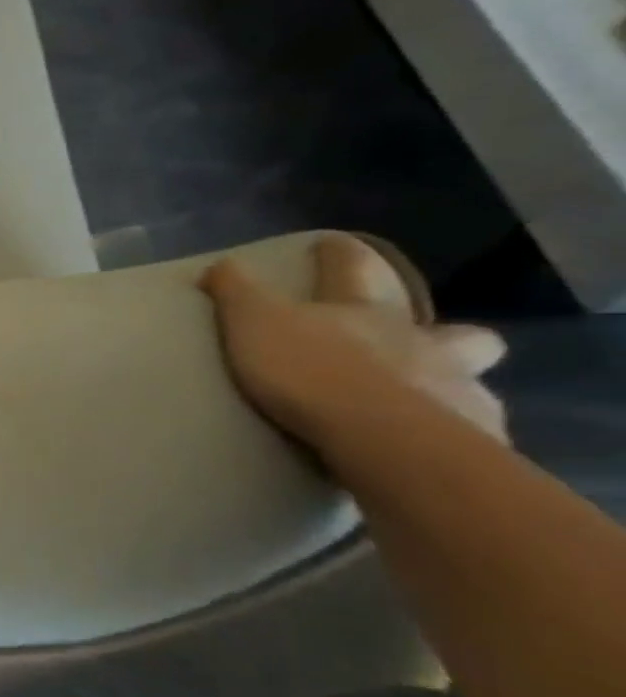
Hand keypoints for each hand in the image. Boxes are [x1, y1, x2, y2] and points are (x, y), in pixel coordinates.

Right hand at [200, 234, 507, 451]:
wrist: (380, 436)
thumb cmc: (311, 370)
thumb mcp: (254, 321)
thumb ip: (237, 291)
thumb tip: (220, 264)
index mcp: (366, 312)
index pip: (351, 268)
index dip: (339, 254)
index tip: (330, 243)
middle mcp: (422, 342)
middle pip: (456, 331)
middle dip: (449, 335)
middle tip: (425, 347)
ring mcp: (458, 390)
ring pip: (474, 384)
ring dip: (456, 391)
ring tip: (429, 412)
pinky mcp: (476, 439)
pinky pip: (475, 436)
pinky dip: (459, 441)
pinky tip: (434, 454)